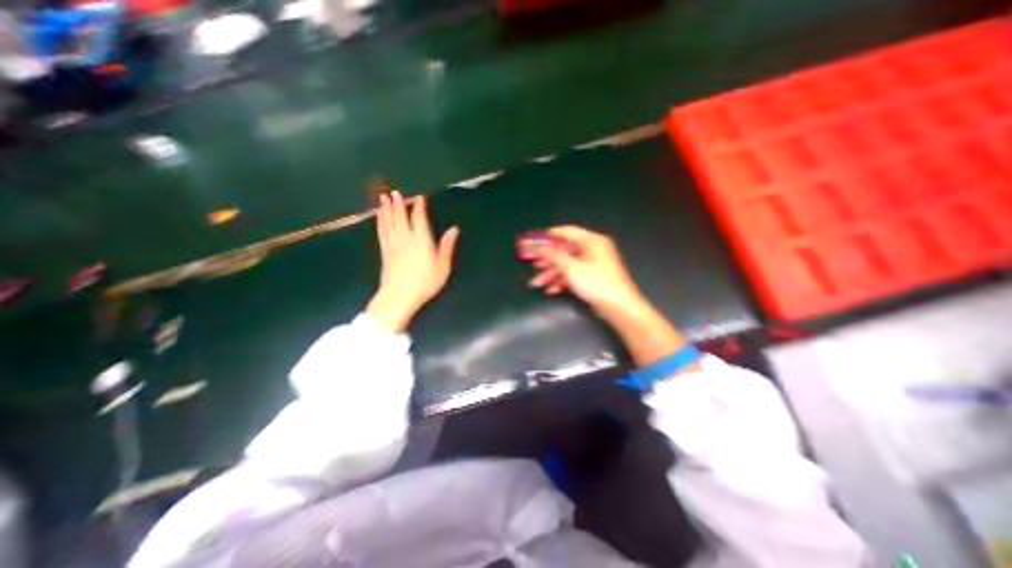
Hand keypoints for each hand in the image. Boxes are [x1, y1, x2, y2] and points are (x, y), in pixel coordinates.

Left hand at [367, 191, 460, 332]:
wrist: (399, 295)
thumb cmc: (425, 282)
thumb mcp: (443, 266)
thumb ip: (447, 246)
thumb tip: (454, 229)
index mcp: (421, 239)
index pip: (419, 218)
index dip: (419, 207)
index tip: (418, 196)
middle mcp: (405, 237)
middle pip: (400, 217)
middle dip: (398, 204)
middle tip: (394, 192)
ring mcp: (392, 244)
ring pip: (388, 222)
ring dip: (386, 209)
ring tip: (382, 198)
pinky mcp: (384, 252)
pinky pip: (381, 232)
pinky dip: (380, 222)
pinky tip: (378, 218)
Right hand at [530, 227, 688, 366]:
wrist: (619, 307)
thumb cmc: (595, 282)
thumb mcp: (570, 267)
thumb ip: (551, 255)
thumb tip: (535, 245)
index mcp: (592, 241)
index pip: (567, 232)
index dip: (549, 235)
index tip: (534, 240)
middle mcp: (593, 250)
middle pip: (565, 250)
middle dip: (547, 259)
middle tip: (532, 264)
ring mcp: (593, 265)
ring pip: (568, 265)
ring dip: (552, 274)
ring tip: (536, 283)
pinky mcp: (593, 279)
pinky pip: (573, 275)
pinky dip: (562, 281)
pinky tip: (550, 290)